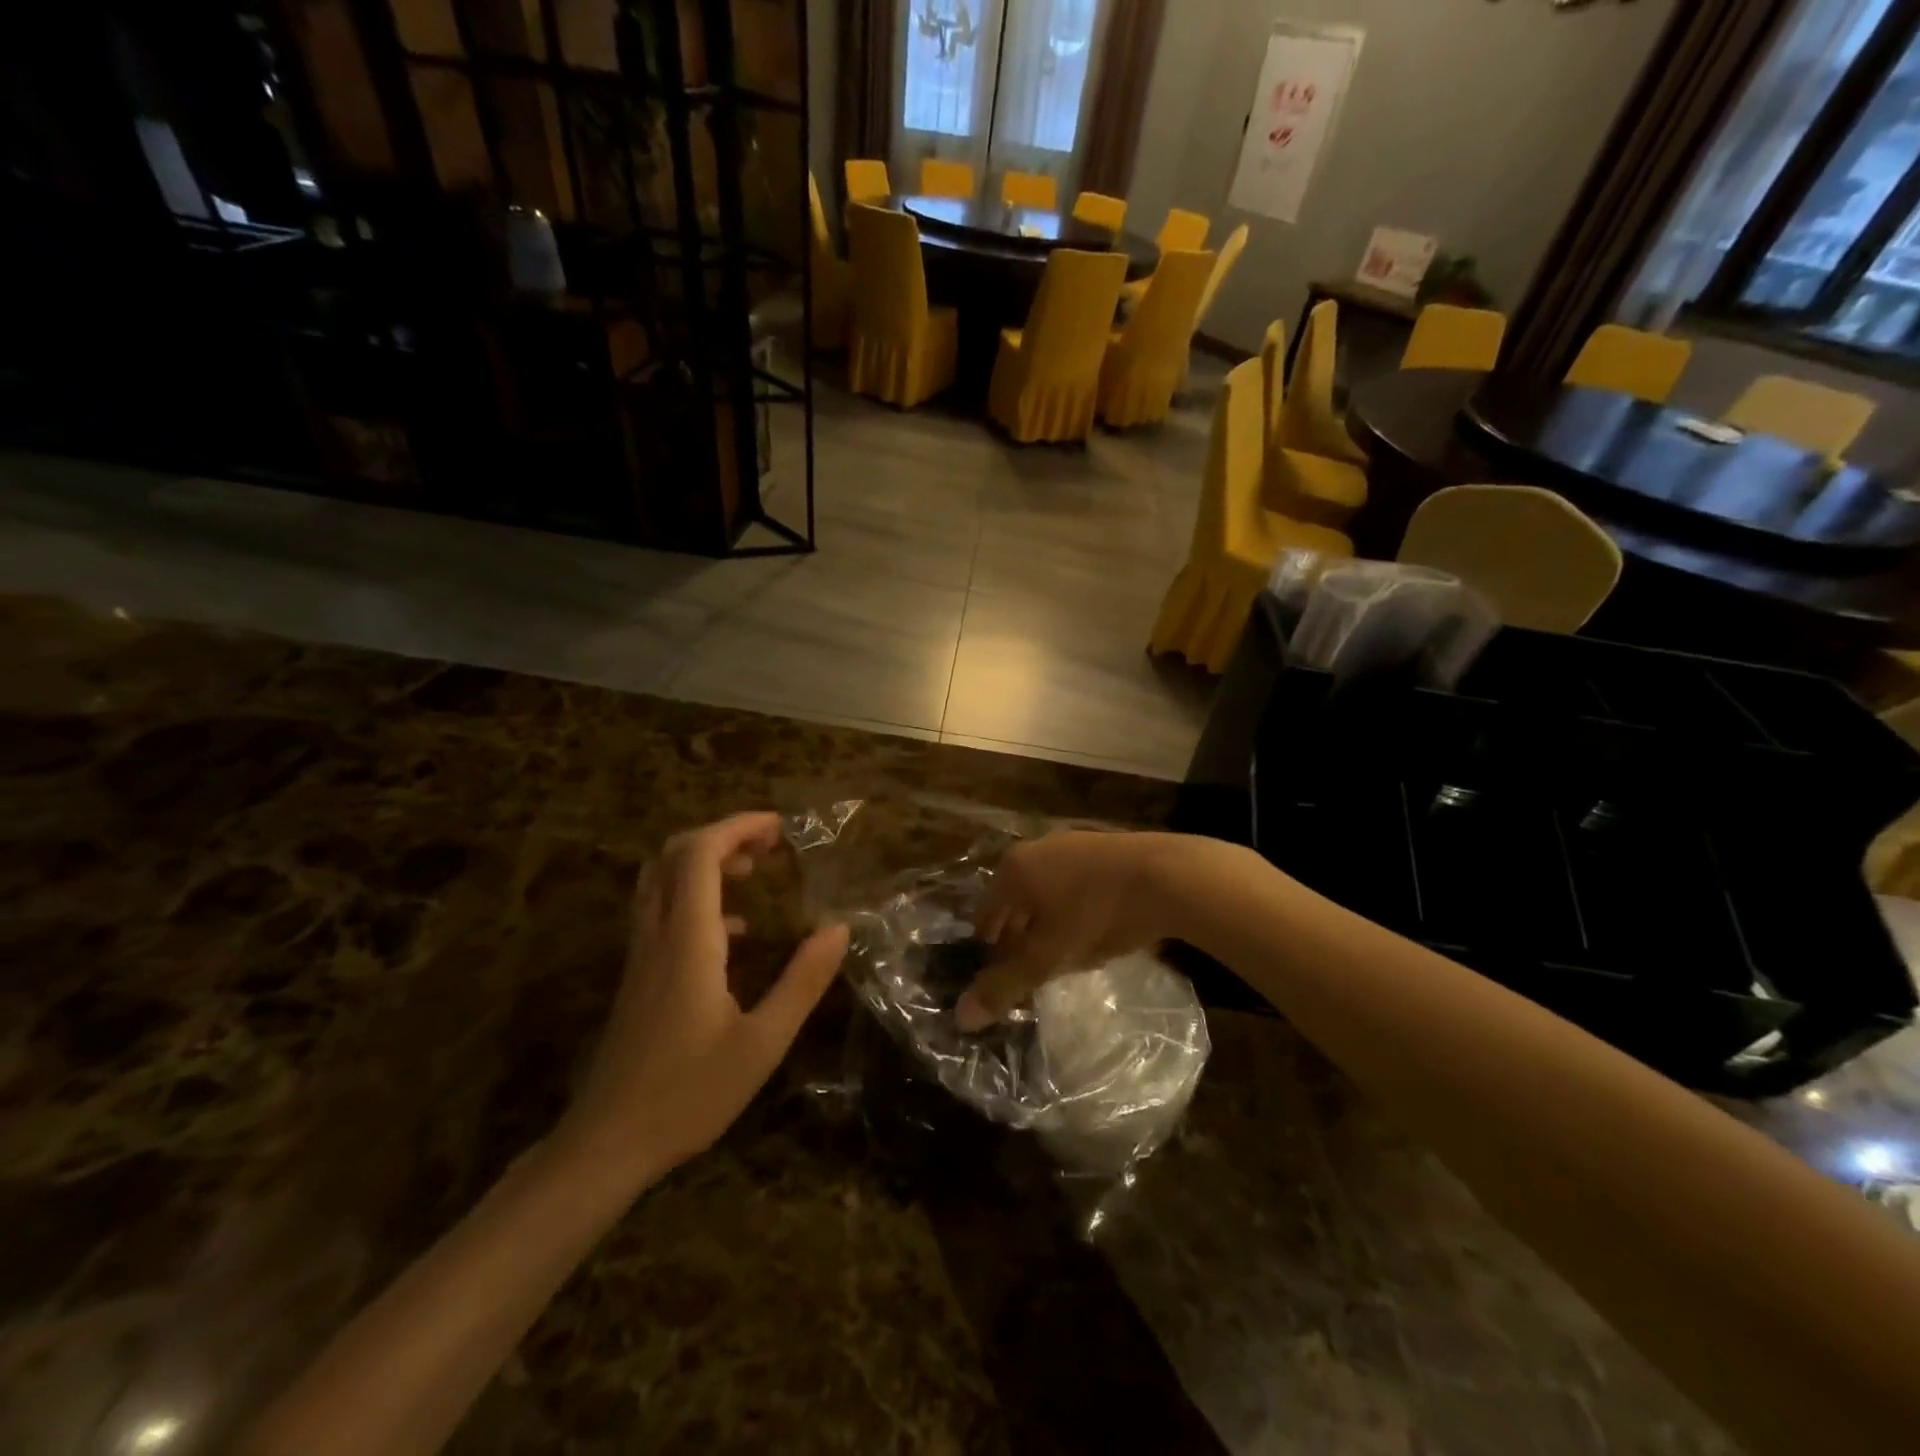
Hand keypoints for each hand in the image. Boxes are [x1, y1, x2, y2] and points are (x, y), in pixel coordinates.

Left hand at [556, 813, 849, 1179]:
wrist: (606, 1146)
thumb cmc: (688, 1094)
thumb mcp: (762, 1043)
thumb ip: (803, 981)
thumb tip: (839, 928)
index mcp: (688, 941)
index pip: (700, 854)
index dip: (738, 828)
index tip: (779, 828)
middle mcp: (657, 936)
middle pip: (675, 856)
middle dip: (723, 836)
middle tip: (769, 845)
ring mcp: (641, 956)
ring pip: (661, 881)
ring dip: (704, 862)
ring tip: (752, 872)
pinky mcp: (637, 978)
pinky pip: (660, 912)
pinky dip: (695, 897)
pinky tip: (733, 931)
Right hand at [957, 830, 1191, 1030]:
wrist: (1168, 876)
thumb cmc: (1096, 914)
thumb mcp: (1049, 956)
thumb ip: (1006, 985)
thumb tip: (962, 1017)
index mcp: (1014, 869)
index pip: (984, 911)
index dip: (986, 944)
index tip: (992, 970)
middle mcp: (1036, 849)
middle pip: (1014, 898)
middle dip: (1015, 932)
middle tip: (1022, 967)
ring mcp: (1072, 843)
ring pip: (1045, 889)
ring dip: (1044, 920)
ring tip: (1054, 952)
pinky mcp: (1104, 847)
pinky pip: (1073, 882)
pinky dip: (1071, 906)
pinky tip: (1087, 929)